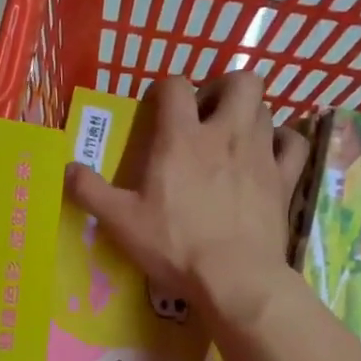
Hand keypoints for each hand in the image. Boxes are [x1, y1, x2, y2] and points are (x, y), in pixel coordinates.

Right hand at [67, 74, 309, 328]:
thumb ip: (90, 191)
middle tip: (205, 113)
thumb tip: (66, 168)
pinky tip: (268, 154)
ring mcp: (261, 154)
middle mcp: (225, 134)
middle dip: (222, 87)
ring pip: (266, 109)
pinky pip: (294, 142)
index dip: (164, 88)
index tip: (156, 107)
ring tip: (230, 137)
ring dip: (248, 114)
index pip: (176, 86)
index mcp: (181, 138)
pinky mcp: (285, 178)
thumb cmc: (174, 245)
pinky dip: (282, 140)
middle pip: (240, 81)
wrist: (235, 278)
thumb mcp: (120, 221)